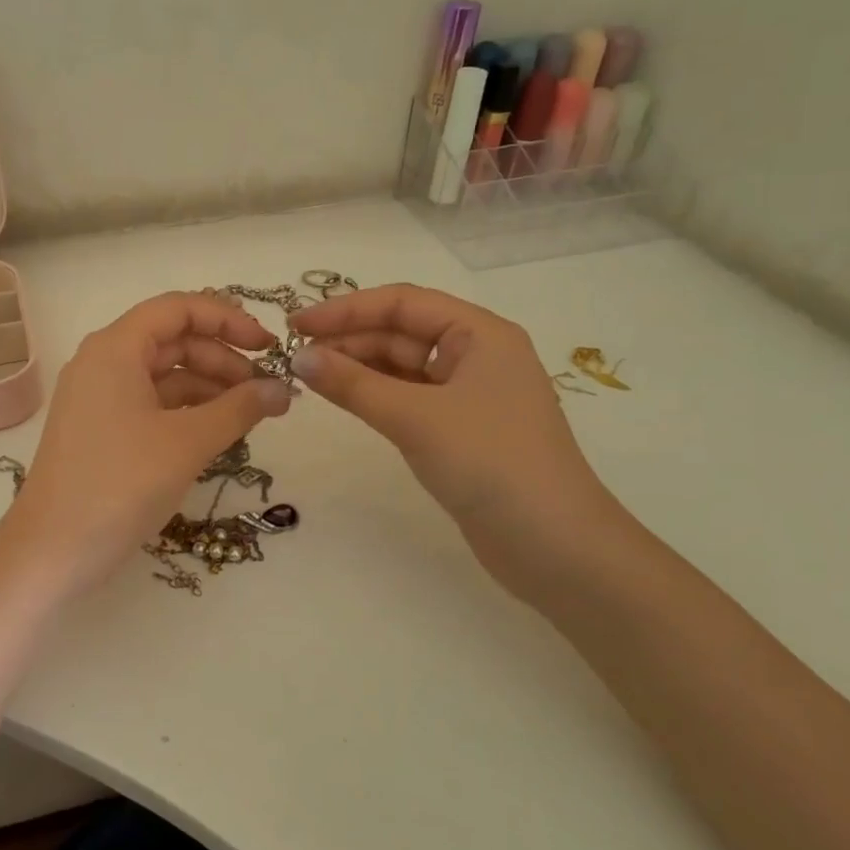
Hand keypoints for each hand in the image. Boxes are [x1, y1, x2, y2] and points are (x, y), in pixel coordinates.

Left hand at [7, 292, 292, 590]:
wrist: (52, 551)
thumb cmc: (120, 484)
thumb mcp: (188, 443)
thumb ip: (240, 409)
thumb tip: (283, 389)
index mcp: (115, 349)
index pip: (178, 308)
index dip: (227, 319)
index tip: (267, 345)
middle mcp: (103, 363)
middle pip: (173, 340)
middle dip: (223, 358)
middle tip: (267, 389)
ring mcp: (99, 398)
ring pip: (164, 375)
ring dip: (209, 387)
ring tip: (251, 414)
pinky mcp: (101, 430)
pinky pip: (151, 404)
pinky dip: (187, 411)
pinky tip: (219, 432)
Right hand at [287, 284, 621, 604]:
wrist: (554, 546)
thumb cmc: (490, 464)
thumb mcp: (415, 417)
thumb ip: (353, 384)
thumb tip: (298, 357)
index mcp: (480, 334)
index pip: (402, 303)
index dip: (345, 309)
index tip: (296, 324)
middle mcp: (477, 355)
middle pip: (402, 331)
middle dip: (349, 338)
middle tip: (294, 355)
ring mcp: (470, 395)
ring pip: (403, 366)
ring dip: (358, 367)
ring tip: (309, 376)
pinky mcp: (461, 430)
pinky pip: (409, 397)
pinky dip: (375, 395)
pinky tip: (344, 399)